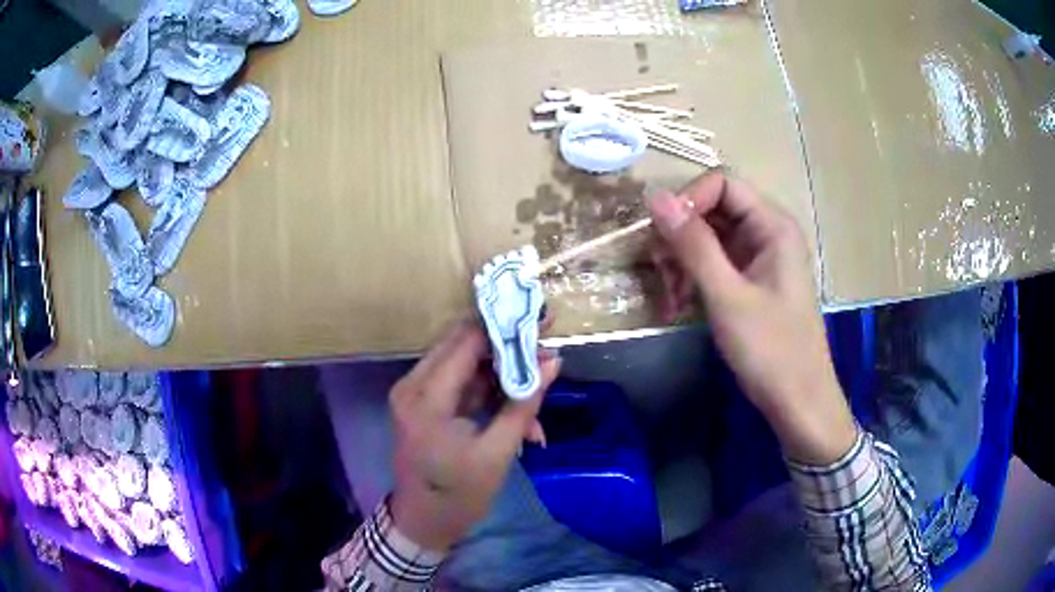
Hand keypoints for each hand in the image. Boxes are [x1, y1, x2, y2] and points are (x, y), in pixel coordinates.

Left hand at [389, 320, 560, 550]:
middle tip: (544, 356)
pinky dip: (489, 393)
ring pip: (465, 363)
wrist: (423, 523)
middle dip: (507, 349)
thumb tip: (553, 361)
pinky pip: (460, 383)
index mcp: (426, 396)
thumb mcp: (498, 452)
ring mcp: (415, 393)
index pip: (467, 341)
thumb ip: (524, 403)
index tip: (542, 325)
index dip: (505, 329)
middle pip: (463, 345)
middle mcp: (413, 384)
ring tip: (535, 398)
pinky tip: (518, 415)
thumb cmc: (458, 494)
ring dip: (501, 376)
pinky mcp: (423, 403)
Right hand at [647, 173, 856, 464]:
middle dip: (680, 235)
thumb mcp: (728, 297)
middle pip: (713, 209)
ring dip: (682, 260)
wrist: (799, 403)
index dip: (688, 201)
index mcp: (773, 225)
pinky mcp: (751, 282)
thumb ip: (693, 244)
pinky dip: (693, 278)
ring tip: (670, 296)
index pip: (722, 183)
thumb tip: (655, 196)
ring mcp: (759, 258)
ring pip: (709, 238)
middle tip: (661, 272)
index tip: (662, 237)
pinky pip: (715, 263)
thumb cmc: (771, 350)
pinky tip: (680, 304)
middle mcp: (767, 233)